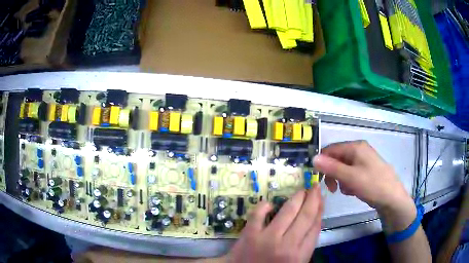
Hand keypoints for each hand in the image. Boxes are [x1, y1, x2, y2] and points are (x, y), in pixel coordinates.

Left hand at [224, 185, 322, 262]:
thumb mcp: (295, 262)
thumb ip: (305, 245)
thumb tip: (314, 219)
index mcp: (300, 255)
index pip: (315, 227)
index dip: (319, 210)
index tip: (321, 199)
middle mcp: (287, 245)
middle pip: (305, 216)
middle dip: (312, 199)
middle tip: (314, 187)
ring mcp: (267, 238)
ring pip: (287, 211)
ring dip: (296, 198)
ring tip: (301, 191)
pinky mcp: (249, 234)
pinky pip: (259, 213)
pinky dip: (265, 206)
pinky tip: (270, 204)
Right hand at [313, 140, 415, 232]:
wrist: (392, 197)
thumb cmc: (372, 185)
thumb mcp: (350, 177)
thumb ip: (332, 167)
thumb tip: (313, 158)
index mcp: (355, 147)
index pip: (331, 149)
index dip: (322, 163)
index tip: (319, 179)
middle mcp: (359, 149)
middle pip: (337, 158)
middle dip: (332, 173)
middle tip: (332, 189)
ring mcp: (364, 159)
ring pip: (343, 167)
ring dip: (340, 179)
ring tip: (346, 190)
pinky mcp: (366, 169)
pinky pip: (351, 172)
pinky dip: (349, 181)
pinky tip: (353, 190)